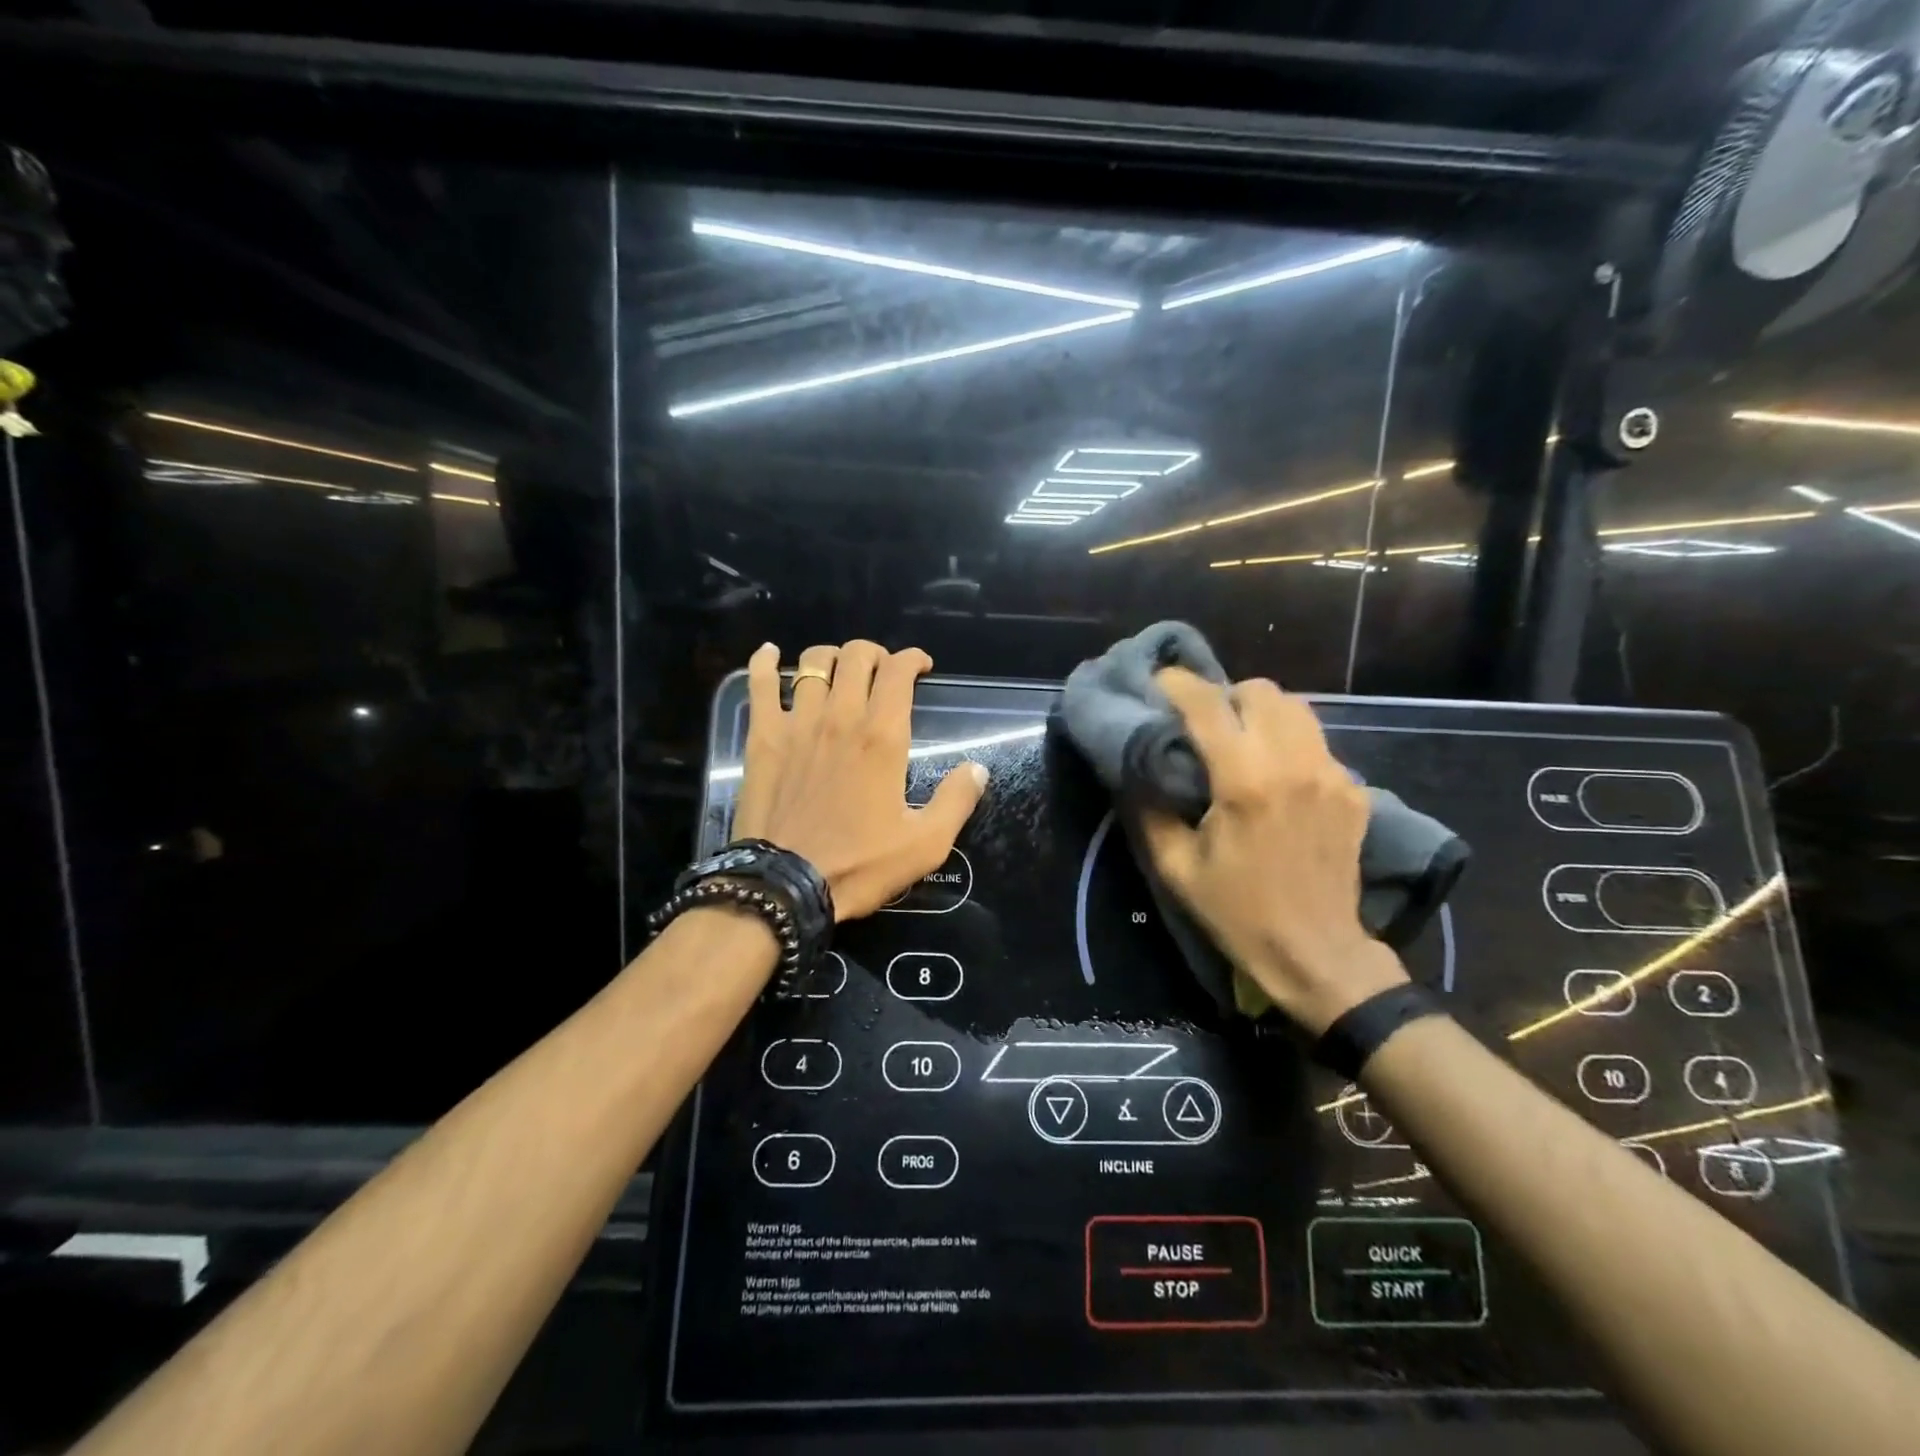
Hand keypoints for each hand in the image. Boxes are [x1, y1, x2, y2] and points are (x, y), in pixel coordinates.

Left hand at [732, 640, 988, 920]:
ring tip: (839, 671)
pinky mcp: (763, 737)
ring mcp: (797, 723)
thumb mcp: (926, 843)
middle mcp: (841, 717)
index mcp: (883, 737)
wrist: (785, 887)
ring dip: (831, 657)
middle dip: (875, 653)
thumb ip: (956, 800)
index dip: (913, 659)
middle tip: (882, 672)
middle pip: (857, 656)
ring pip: (813, 663)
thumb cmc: (859, 865)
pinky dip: (765, 662)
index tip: (921, 667)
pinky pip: (760, 684)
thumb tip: (978, 767)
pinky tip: (770, 654)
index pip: (898, 671)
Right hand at [1139, 668, 1407, 1033]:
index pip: (1207, 705)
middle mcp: (1292, 764)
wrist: (1315, 952)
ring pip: (1296, 708)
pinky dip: (1289, 743)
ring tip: (1242, 740)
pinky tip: (1277, 777)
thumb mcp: (1176, 867)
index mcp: (1243, 782)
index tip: (1158, 681)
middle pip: (1260, 691)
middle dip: (1226, 695)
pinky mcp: (1352, 791)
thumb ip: (1149, 810)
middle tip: (1205, 722)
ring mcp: (1330, 775)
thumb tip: (1135, 769)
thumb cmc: (1236, 912)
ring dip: (1261, 712)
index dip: (1177, 683)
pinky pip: (1316, 743)